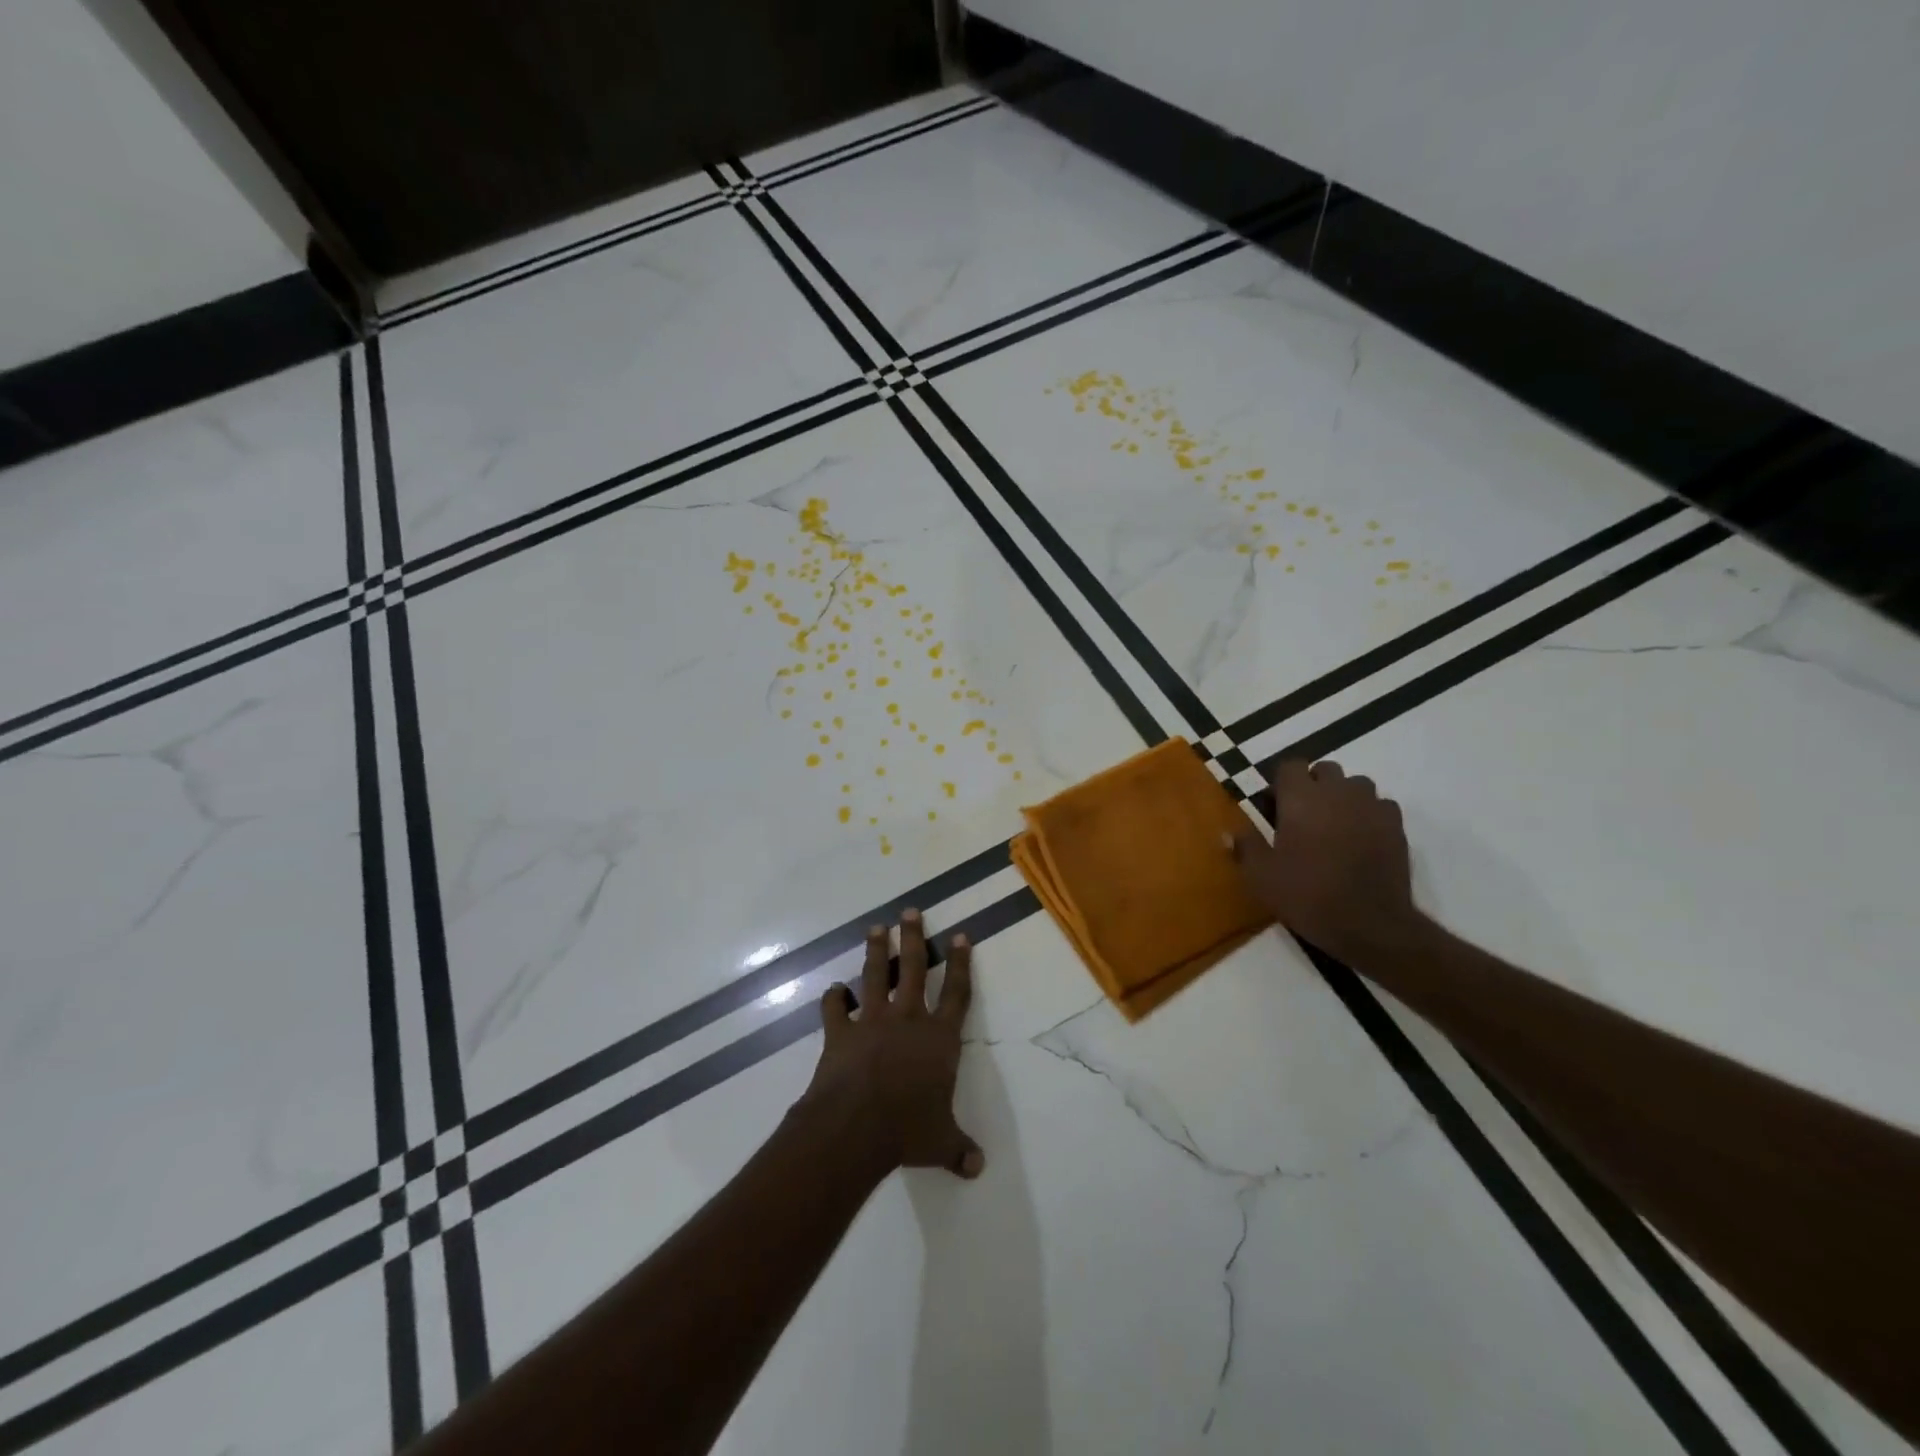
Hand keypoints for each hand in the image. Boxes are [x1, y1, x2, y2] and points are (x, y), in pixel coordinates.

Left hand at [800, 909, 983, 1179]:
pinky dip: (833, 999)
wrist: (856, 1126)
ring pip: (875, 976)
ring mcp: (872, 1021)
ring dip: (876, 951)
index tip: (961, 935)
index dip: (961, 963)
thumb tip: (977, 1169)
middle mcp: (908, 1019)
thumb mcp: (941, 1143)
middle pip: (913, 968)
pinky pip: (835, 1009)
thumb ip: (958, 1149)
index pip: (957, 993)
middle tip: (910, 911)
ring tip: (876, 927)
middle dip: (913, 937)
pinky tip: (833, 992)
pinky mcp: (840, 1032)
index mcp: (939, 1039)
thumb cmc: (908, 1130)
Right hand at [1229, 759, 1424, 963]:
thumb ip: (1245, 847)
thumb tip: (1229, 832)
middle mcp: (1337, 793)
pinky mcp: (1396, 826)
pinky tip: (1362, 836)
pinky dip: (1369, 813)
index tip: (1276, 805)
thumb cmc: (1307, 895)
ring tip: (1335, 824)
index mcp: (1300, 799)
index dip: (1282, 782)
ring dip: (1343, 796)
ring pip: (1356, 784)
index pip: (1290, 765)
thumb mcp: (1261, 876)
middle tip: (1303, 815)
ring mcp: (1370, 807)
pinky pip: (1381, 805)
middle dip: (1313, 784)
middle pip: (1326, 770)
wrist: (1368, 924)